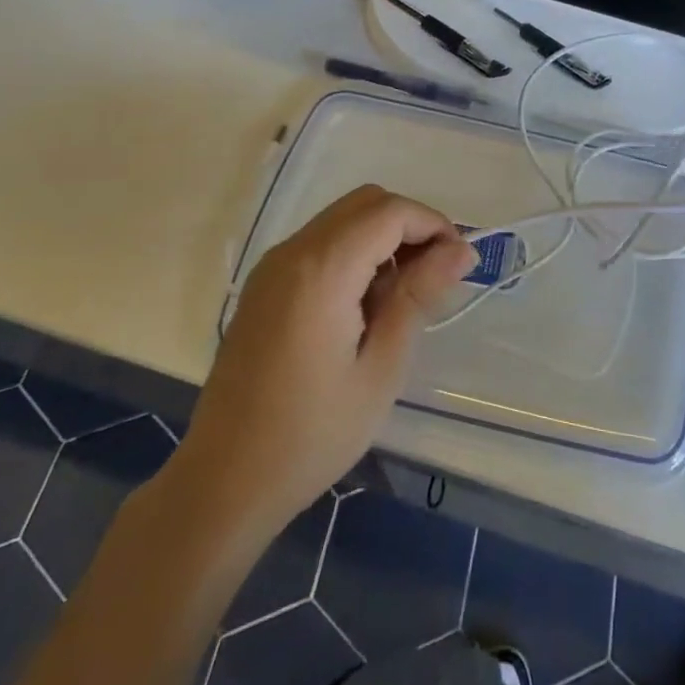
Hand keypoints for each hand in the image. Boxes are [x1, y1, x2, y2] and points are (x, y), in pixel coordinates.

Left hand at [167, 185, 475, 549]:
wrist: (223, 482)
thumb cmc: (311, 434)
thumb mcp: (381, 368)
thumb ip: (418, 295)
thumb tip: (460, 250)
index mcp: (322, 269)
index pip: (391, 212)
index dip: (434, 225)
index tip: (460, 265)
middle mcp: (293, 251)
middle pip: (367, 202)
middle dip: (410, 225)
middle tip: (435, 275)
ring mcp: (273, 265)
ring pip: (344, 218)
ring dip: (383, 237)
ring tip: (402, 295)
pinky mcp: (265, 284)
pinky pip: (321, 242)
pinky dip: (354, 251)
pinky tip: (365, 304)